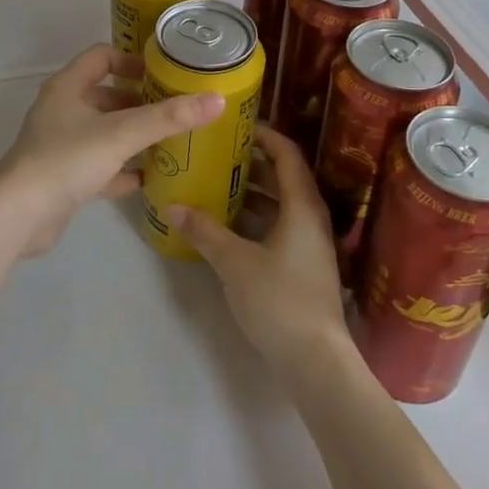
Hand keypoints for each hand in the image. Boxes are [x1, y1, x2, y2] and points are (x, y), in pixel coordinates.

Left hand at [0, 44, 224, 257]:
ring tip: (170, 141)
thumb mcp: (122, 134)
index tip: (163, 73)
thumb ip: (169, 117)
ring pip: (103, 132)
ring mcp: (60, 145)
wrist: (19, 216)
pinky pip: (99, 166)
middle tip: (175, 110)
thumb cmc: (67, 160)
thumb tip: (218, 100)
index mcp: (67, 87)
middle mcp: (61, 110)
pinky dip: (122, 169)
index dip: (132, 60)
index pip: (101, 56)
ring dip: (133, 136)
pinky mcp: (63, 177)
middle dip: (139, 101)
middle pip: (105, 95)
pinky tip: (149, 179)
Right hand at [168, 125, 349, 379]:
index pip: (287, 153)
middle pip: (283, 176)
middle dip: (251, 162)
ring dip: (251, 192)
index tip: (234, 128)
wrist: (316, 361)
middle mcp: (310, 217)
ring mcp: (309, 243)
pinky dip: (255, 218)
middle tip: (216, 154)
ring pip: (280, 203)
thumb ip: (205, 231)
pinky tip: (226, 224)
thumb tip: (173, 206)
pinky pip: (278, 226)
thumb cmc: (279, 299)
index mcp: (302, 205)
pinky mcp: (303, 265)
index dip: (263, 135)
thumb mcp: (234, 262)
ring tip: (215, 183)